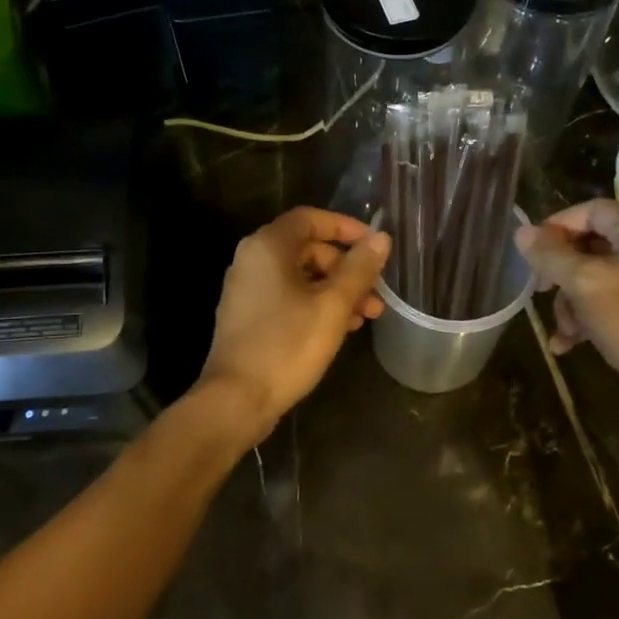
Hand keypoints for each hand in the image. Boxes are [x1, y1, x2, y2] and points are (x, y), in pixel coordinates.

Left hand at [199, 207, 391, 436]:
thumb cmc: (287, 345)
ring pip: (301, 277)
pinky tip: (342, 327)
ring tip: (368, 315)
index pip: (310, 219)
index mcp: (268, 247)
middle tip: (376, 291)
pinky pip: (288, 298)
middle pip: (307, 249)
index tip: (374, 245)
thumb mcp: (333, 305)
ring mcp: (247, 290)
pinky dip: (316, 305)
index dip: (346, 227)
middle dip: (346, 268)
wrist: (237, 399)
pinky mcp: (248, 317)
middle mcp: (252, 260)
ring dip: (336, 290)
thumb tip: (381, 238)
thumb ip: (359, 269)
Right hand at [514, 199, 618, 392]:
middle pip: (588, 245)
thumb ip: (551, 256)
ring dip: (570, 303)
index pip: (589, 210)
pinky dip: (586, 318)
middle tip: (539, 292)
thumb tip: (521, 232)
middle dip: (560, 274)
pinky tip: (568, 345)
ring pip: (593, 277)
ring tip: (565, 331)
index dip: (556, 227)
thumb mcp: (585, 285)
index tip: (531, 254)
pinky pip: (606, 302)